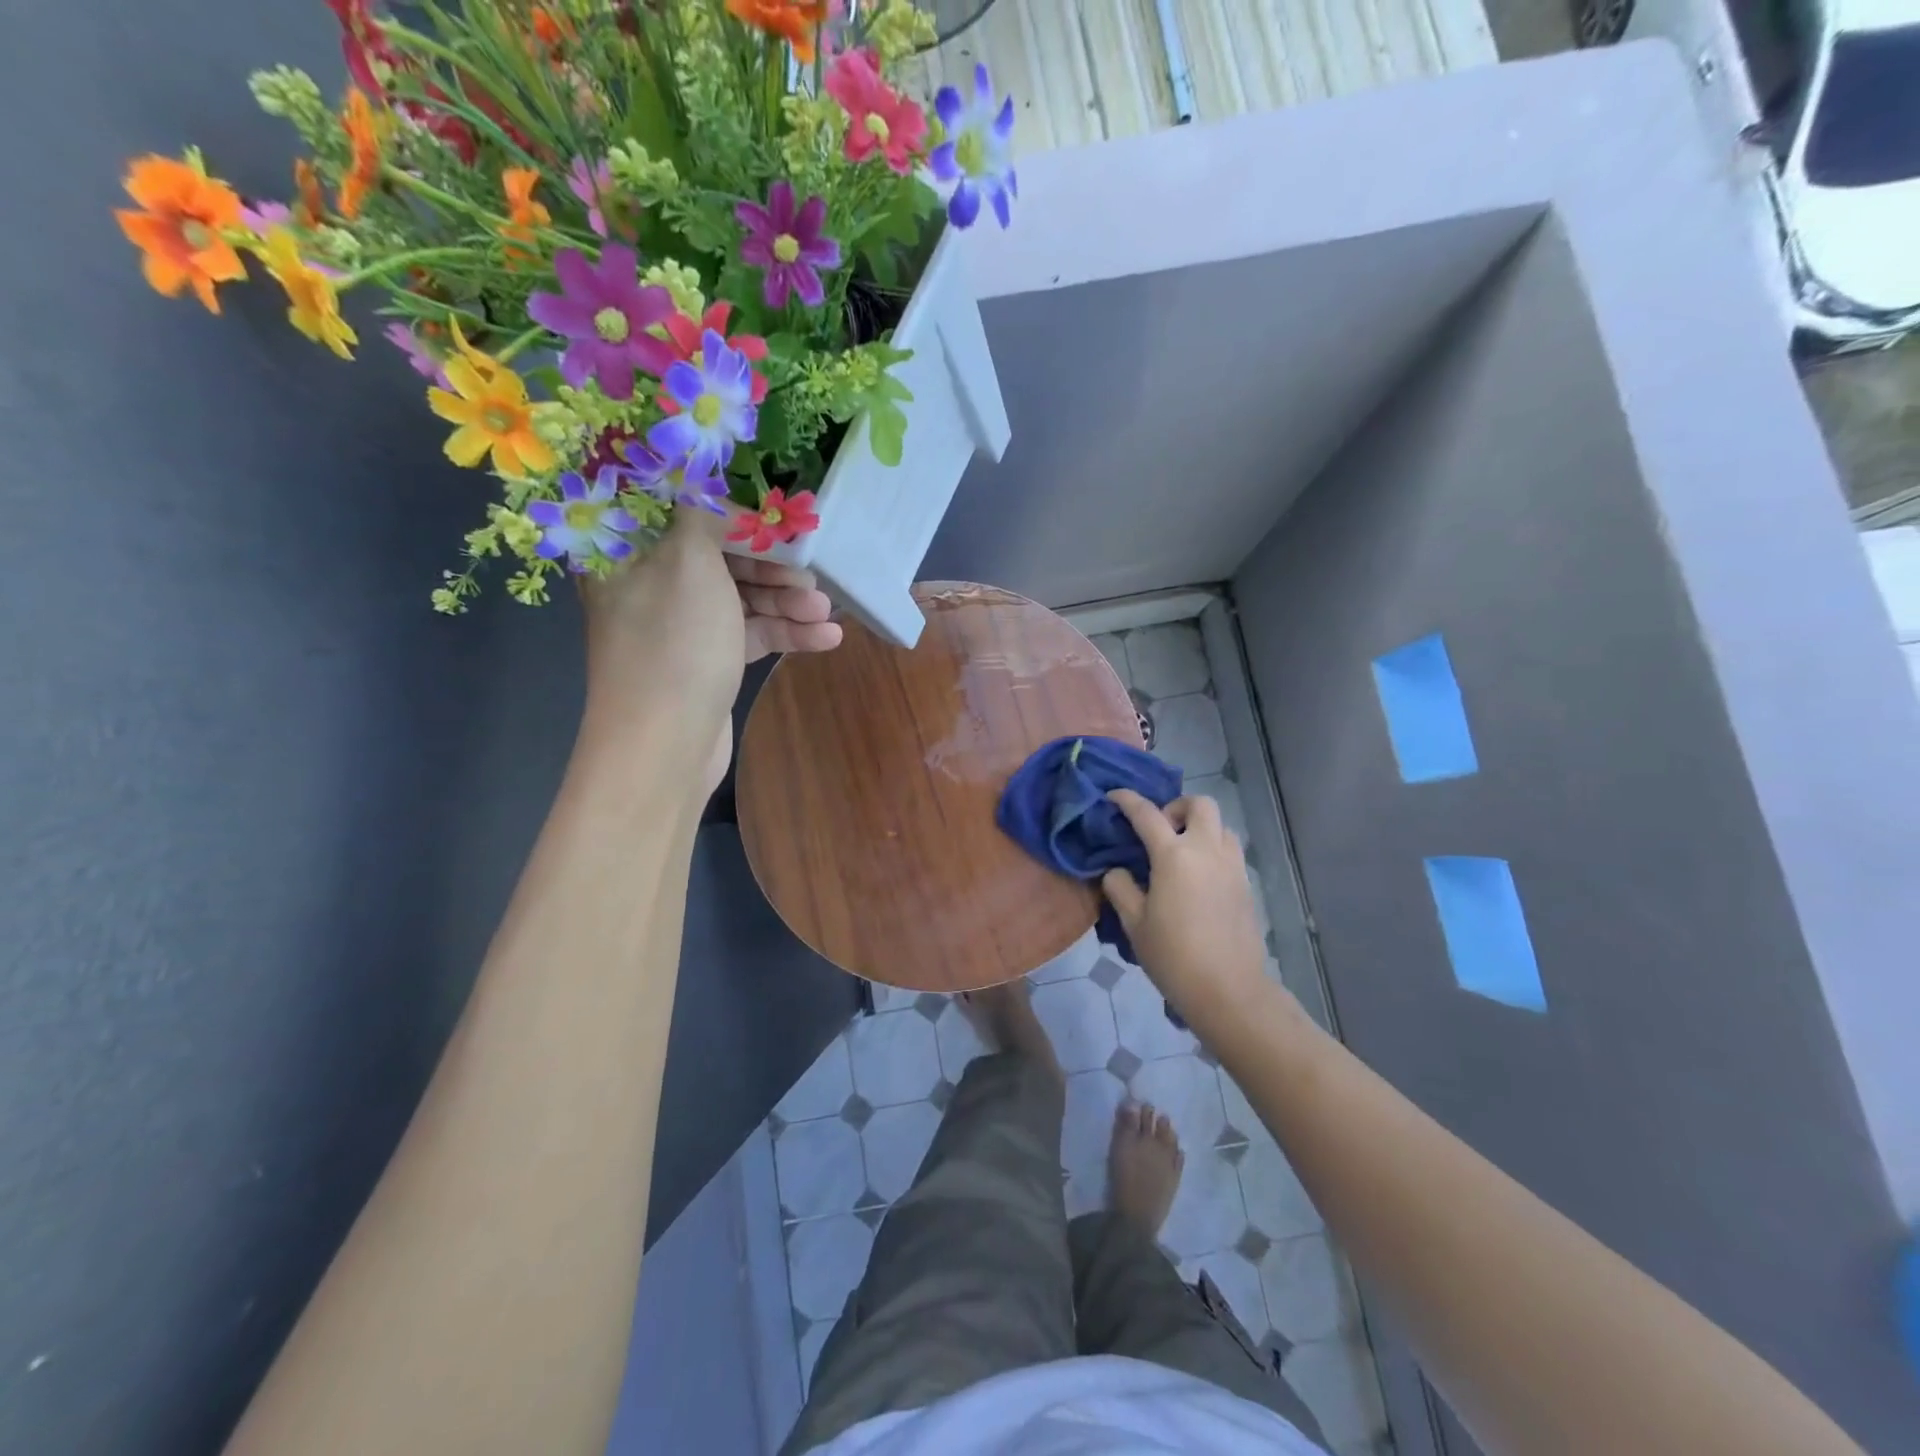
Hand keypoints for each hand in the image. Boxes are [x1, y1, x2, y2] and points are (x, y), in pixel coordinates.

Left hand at [579, 510, 841, 789]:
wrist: (664, 747)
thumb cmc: (674, 644)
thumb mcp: (689, 563)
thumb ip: (705, 517)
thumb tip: (713, 488)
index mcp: (631, 553)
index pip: (685, 514)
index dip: (734, 513)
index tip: (779, 517)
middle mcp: (652, 585)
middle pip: (721, 558)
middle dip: (772, 567)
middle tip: (812, 576)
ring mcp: (681, 627)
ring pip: (740, 599)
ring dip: (787, 602)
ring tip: (826, 612)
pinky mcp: (707, 661)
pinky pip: (749, 634)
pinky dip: (785, 633)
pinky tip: (826, 638)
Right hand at [1102, 790, 1276, 1022]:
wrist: (1228, 989)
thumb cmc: (1174, 956)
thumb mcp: (1134, 923)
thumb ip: (1121, 888)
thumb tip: (1117, 871)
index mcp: (1174, 856)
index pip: (1146, 814)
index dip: (1127, 800)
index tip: (1113, 797)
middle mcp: (1207, 850)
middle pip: (1199, 804)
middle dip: (1176, 807)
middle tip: (1160, 830)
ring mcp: (1232, 865)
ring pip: (1220, 824)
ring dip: (1199, 827)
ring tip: (1181, 852)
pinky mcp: (1246, 883)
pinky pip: (1230, 849)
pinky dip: (1212, 848)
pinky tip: (1198, 876)